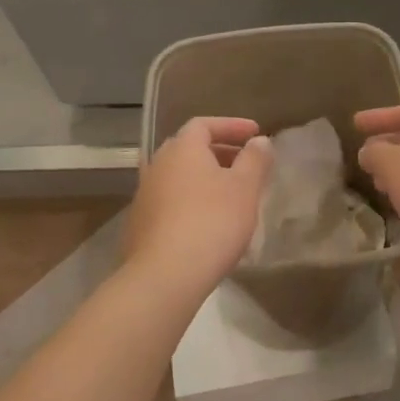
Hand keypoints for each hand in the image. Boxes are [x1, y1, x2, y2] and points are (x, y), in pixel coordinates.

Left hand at [125, 117, 272, 297]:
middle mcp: (157, 165)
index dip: (232, 126)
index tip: (256, 134)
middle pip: (190, 149)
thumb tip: (259, 141)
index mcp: (182, 149)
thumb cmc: (211, 222)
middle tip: (246, 165)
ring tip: (231, 196)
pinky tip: (208, 223)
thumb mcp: (245, 188)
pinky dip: (191, 201)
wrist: (164, 275)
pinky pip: (171, 201)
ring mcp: (144, 195)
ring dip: (205, 179)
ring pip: (180, 177)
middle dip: (220, 153)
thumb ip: (255, 160)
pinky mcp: (140, 224)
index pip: (204, 124)